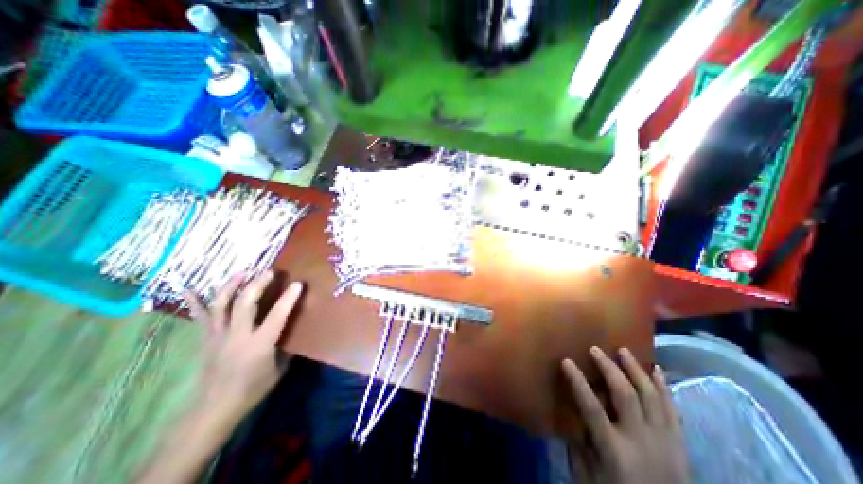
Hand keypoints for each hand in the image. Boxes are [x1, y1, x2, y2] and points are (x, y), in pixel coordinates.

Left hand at [186, 271, 302, 416]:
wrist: (213, 409)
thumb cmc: (252, 390)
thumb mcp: (279, 370)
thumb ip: (287, 348)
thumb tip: (296, 333)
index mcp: (260, 344)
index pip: (277, 315)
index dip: (288, 298)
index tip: (298, 284)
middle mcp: (237, 336)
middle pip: (245, 304)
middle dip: (257, 284)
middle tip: (268, 271)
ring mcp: (218, 336)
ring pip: (221, 306)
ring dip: (231, 286)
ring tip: (241, 272)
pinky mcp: (205, 340)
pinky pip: (199, 318)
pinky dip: (194, 303)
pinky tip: (189, 289)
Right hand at [564, 346, 691, 483]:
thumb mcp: (589, 474)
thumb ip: (578, 444)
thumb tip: (570, 415)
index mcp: (614, 449)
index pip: (591, 407)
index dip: (578, 382)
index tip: (566, 361)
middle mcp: (641, 441)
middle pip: (625, 395)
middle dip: (609, 368)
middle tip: (596, 349)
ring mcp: (664, 441)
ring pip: (651, 396)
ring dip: (636, 370)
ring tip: (623, 351)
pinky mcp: (680, 444)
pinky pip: (673, 409)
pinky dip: (664, 387)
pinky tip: (657, 369)